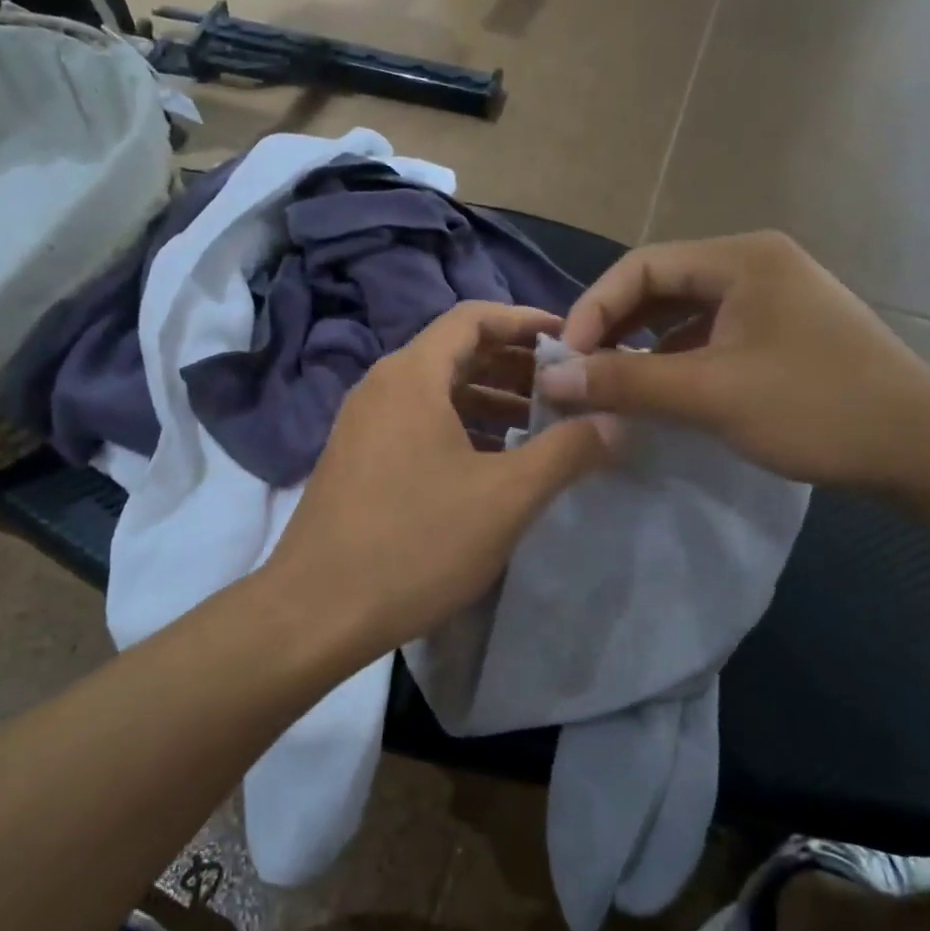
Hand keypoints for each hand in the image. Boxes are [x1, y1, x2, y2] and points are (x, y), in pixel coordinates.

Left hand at [265, 301, 617, 653]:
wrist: (315, 612)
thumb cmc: (415, 543)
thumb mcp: (506, 497)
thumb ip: (567, 451)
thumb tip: (614, 422)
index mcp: (411, 375)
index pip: (474, 318)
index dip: (526, 321)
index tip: (571, 342)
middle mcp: (381, 387)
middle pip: (456, 353)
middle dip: (514, 366)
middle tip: (566, 390)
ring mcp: (363, 425)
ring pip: (437, 393)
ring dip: (490, 401)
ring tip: (540, 427)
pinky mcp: (357, 460)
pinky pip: (417, 424)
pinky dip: (460, 429)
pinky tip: (492, 466)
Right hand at [545, 232, 929, 490]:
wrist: (924, 450)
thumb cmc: (816, 409)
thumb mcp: (710, 394)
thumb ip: (625, 382)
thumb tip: (551, 379)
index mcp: (742, 258)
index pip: (642, 265)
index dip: (594, 308)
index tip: (566, 360)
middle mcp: (756, 264)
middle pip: (661, 284)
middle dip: (615, 327)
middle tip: (582, 373)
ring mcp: (774, 298)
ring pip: (685, 312)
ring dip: (643, 345)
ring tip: (612, 384)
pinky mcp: (783, 332)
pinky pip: (711, 335)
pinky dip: (676, 359)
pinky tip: (662, 392)